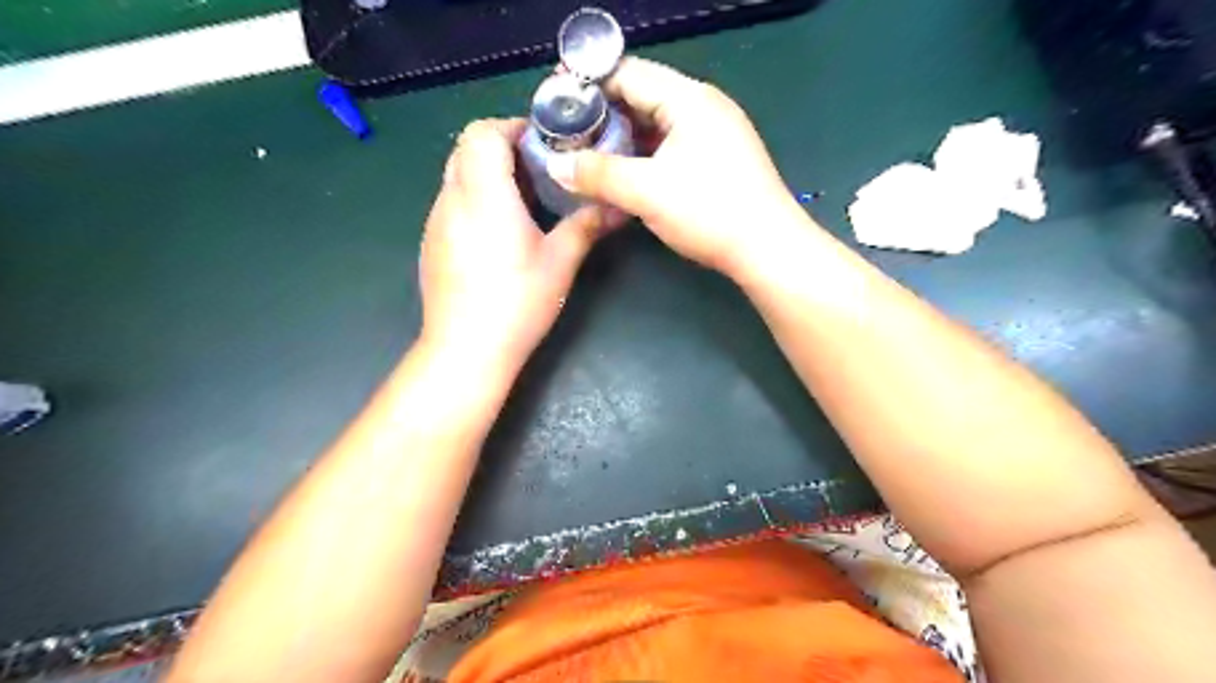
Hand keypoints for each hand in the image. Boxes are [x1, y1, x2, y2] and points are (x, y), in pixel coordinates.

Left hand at [424, 117, 620, 373]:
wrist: (466, 348)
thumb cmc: (517, 302)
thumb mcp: (560, 263)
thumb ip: (586, 225)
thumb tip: (618, 206)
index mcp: (484, 194)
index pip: (483, 132)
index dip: (512, 127)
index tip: (543, 144)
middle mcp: (452, 199)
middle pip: (466, 147)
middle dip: (501, 147)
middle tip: (538, 170)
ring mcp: (435, 222)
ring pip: (456, 174)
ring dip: (487, 174)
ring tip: (523, 201)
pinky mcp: (431, 244)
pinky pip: (451, 202)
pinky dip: (474, 199)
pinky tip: (498, 233)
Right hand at [547, 60, 804, 276]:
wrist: (768, 249)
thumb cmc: (709, 211)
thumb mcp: (646, 191)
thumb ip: (598, 174)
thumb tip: (557, 165)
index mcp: (688, 98)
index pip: (627, 73)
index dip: (588, 84)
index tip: (556, 102)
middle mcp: (703, 106)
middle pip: (642, 96)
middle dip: (602, 115)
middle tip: (568, 136)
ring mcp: (714, 133)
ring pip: (656, 124)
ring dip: (622, 138)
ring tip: (588, 156)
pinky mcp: (718, 159)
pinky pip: (671, 145)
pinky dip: (644, 155)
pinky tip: (625, 174)